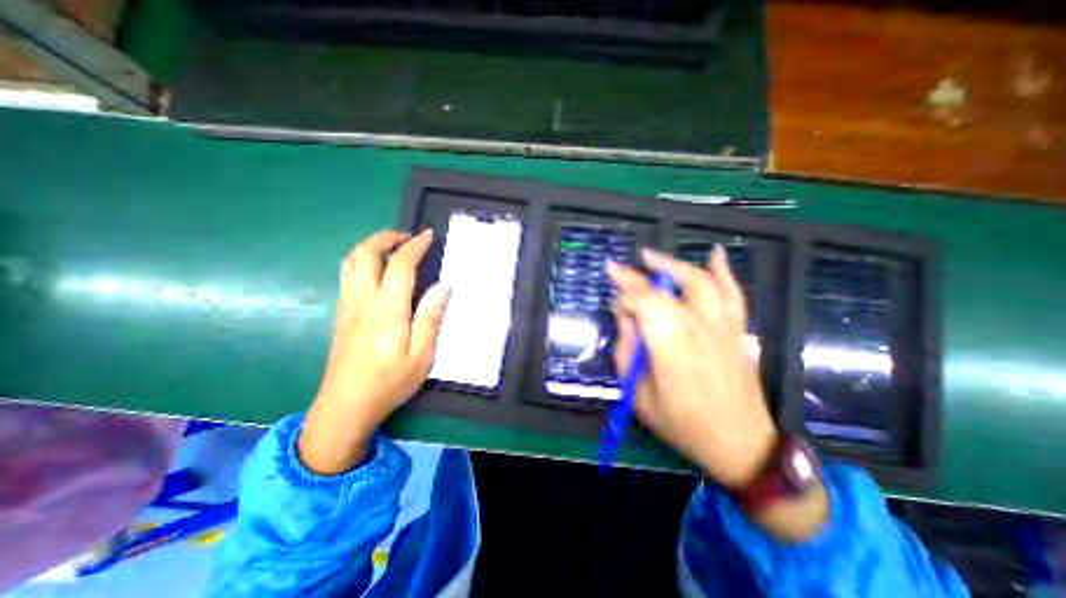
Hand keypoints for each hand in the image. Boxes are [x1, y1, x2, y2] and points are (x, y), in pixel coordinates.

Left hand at [297, 229, 450, 476]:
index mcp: (387, 311)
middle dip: (386, 237)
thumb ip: (431, 318)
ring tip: (393, 249)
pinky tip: (378, 272)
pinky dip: (363, 261)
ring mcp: (347, 306)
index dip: (414, 246)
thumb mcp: (421, 356)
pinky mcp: (340, 314)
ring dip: (371, 246)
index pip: (400, 266)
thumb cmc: (389, 383)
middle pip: (365, 253)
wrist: (344, 408)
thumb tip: (444, 286)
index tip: (428, 236)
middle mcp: (362, 301)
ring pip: (351, 261)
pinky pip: (347, 275)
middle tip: (408, 238)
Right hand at [608, 246, 775, 487]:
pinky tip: (714, 253)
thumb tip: (624, 319)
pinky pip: (732, 293)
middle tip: (617, 269)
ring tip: (650, 256)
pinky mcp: (737, 329)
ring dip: (672, 265)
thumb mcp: (639, 397)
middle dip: (636, 278)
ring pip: (698, 282)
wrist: (741, 444)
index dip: (624, 295)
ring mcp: (722, 326)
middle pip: (664, 290)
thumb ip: (627, 353)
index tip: (612, 300)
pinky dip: (723, 271)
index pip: (643, 304)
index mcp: (671, 348)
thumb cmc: (683, 425)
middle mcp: (698, 329)